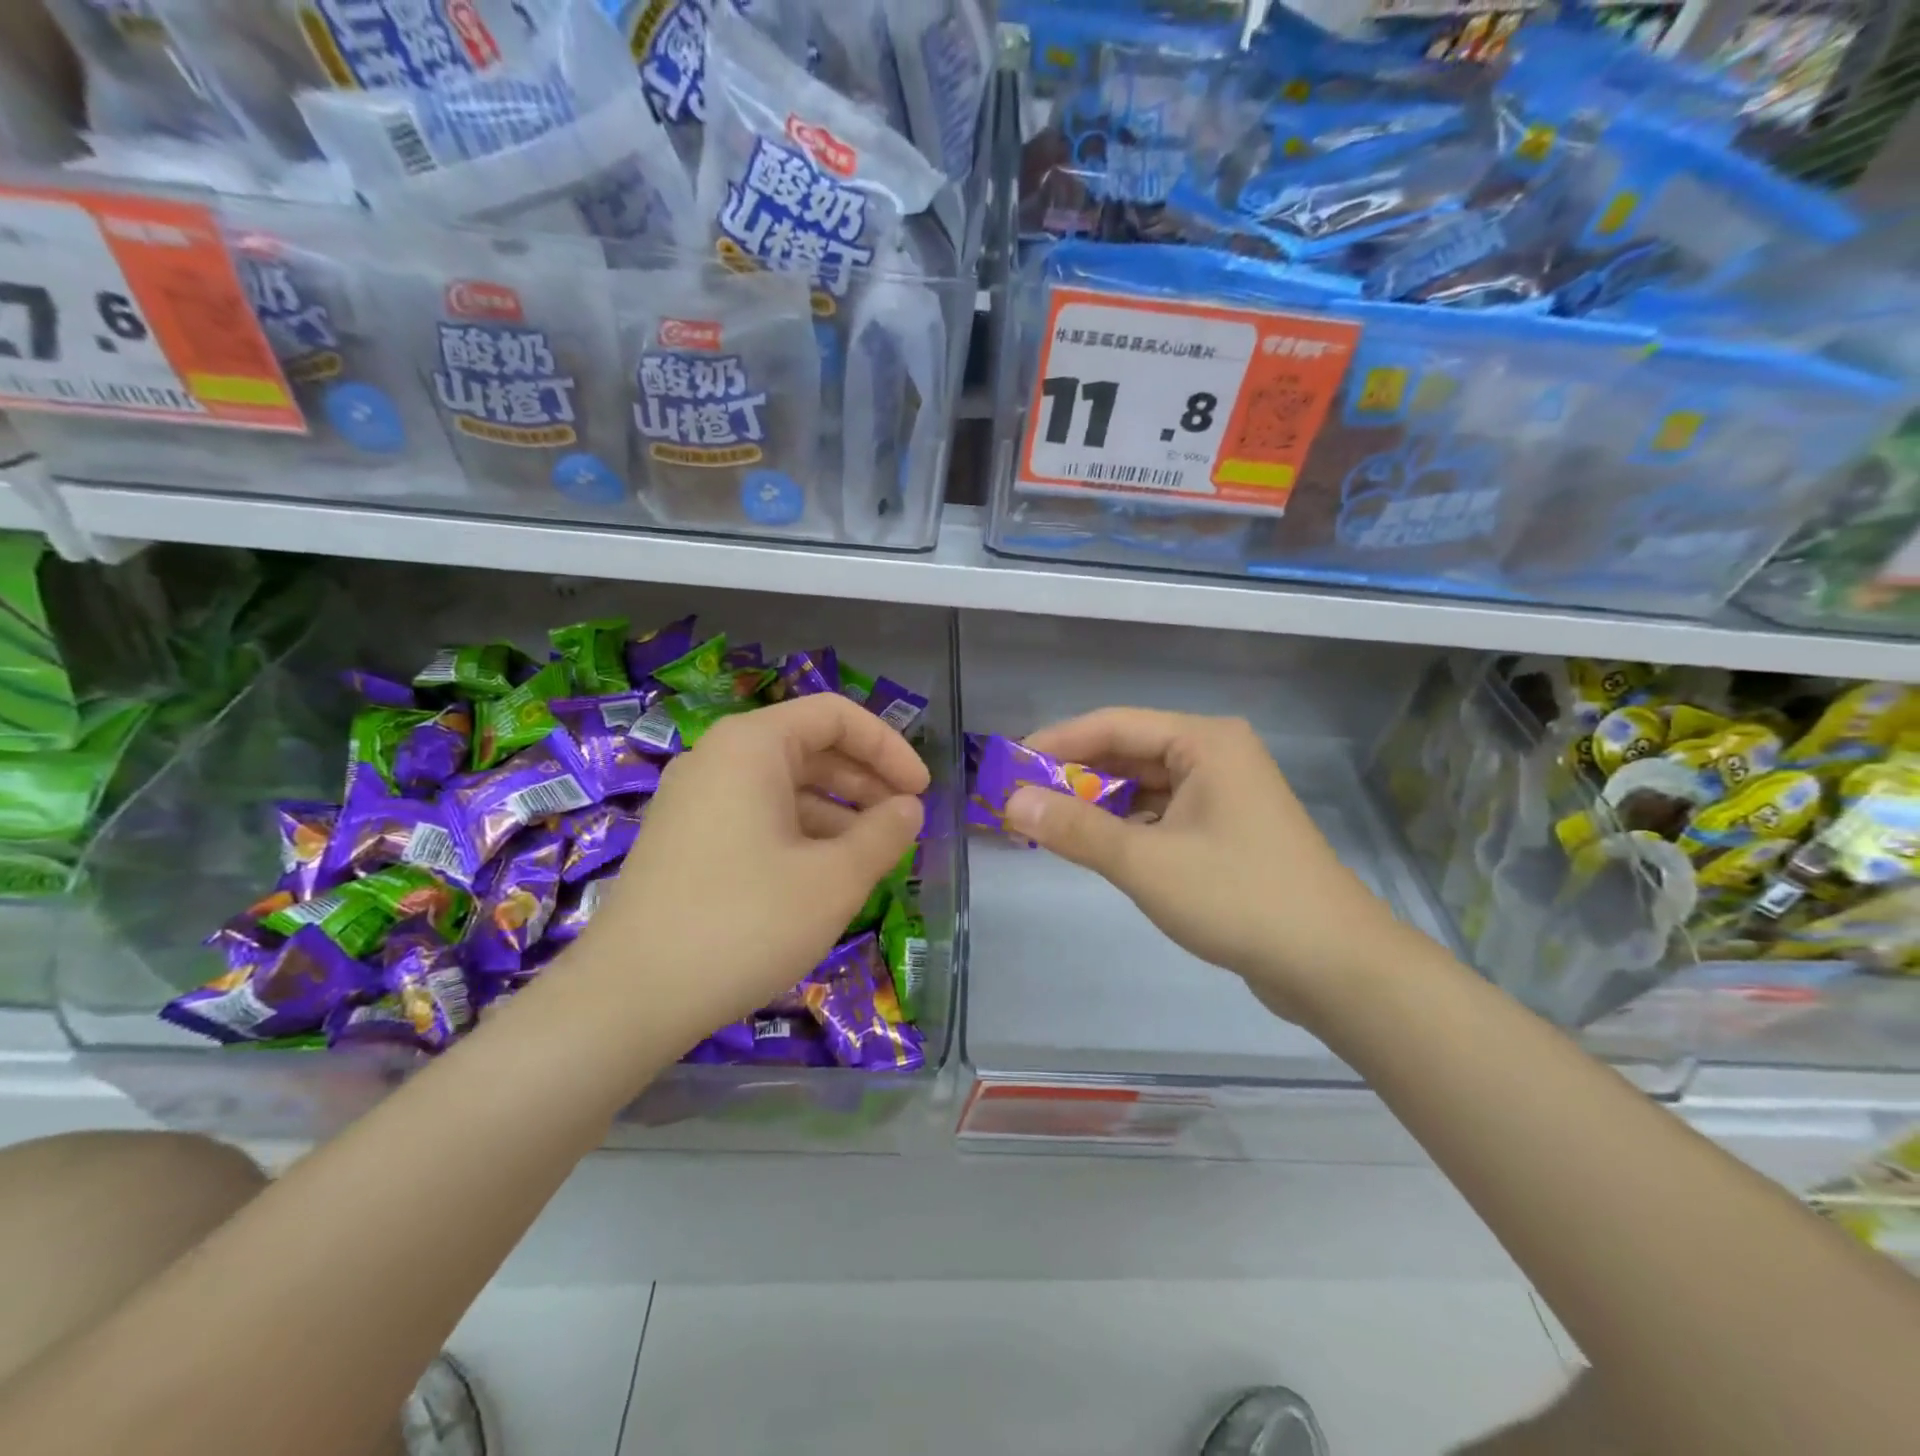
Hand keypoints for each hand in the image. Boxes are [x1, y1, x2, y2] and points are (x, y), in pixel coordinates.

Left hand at [575, 694, 926, 1047]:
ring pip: (784, 787)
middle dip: (866, 781)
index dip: (888, 746)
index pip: (835, 716)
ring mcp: (696, 800)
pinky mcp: (686, 840)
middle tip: (905, 822)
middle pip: (810, 748)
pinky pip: (757, 817)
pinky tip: (824, 875)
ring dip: (837, 812)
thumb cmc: (744, 922)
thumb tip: (907, 808)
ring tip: (873, 855)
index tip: (920, 791)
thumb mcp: (834, 879)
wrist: (629, 998)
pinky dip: (800, 834)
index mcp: (752, 746)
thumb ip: (883, 834)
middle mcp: (719, 759)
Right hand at [1008, 708, 1400, 1022]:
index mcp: (1204, 741)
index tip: (1006, 767)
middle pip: (1128, 752)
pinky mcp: (1226, 830)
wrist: (1334, 965)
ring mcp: (1224, 793)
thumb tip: (1010, 802)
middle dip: (1074, 777)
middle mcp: (1215, 755)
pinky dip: (1125, 826)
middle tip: (1019, 801)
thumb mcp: (1145, 862)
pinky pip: (1161, 814)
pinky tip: (1094, 845)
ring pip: (1143, 786)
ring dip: (1097, 803)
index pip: (1112, 725)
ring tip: (1045, 824)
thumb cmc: (1238, 898)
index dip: (1055, 743)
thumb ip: (1075, 828)